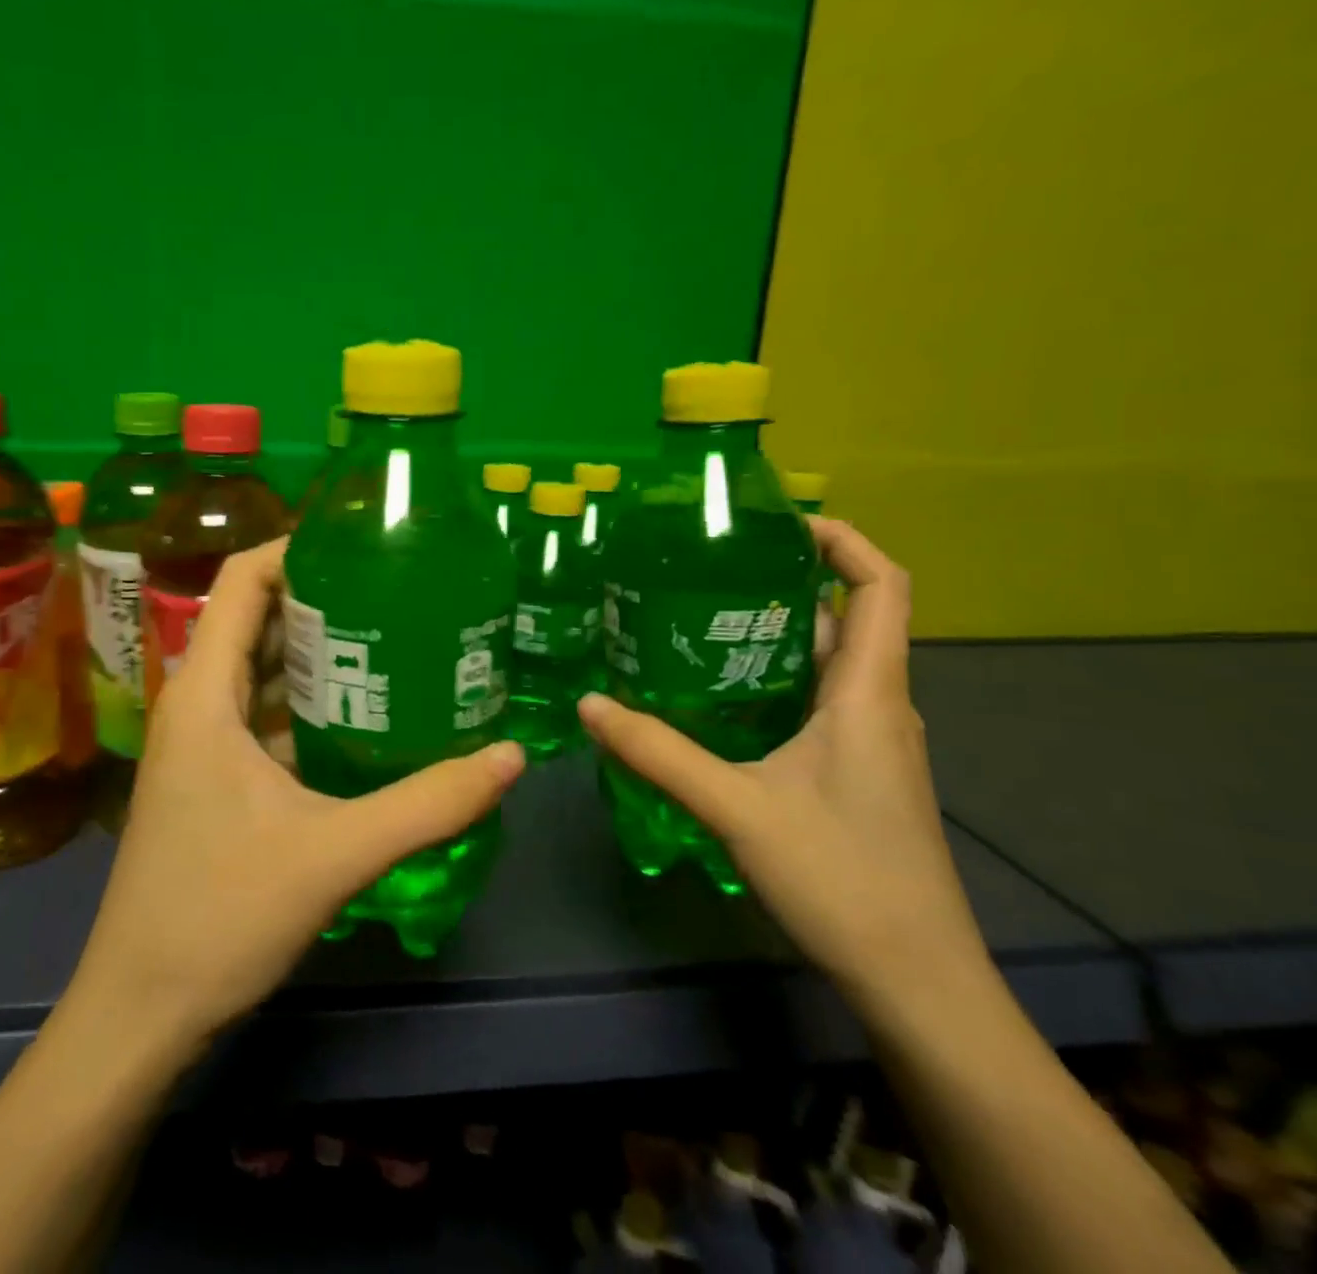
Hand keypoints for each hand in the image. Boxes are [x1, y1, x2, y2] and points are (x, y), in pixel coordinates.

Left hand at [65, 538, 525, 1057]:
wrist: (140, 1012)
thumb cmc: (220, 917)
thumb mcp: (336, 854)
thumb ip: (428, 804)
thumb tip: (511, 756)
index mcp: (204, 695)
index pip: (241, 582)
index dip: (295, 548)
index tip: (362, 543)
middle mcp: (195, 704)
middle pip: (253, 619)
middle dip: (320, 597)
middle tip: (398, 588)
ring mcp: (199, 744)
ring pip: (258, 670)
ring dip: (316, 651)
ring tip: (393, 638)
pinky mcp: (211, 779)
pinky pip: (260, 715)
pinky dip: (306, 702)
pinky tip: (363, 716)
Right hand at [579, 518, 985, 1006]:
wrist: (916, 981)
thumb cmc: (843, 879)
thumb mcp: (736, 808)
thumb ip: (658, 753)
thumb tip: (588, 705)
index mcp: (867, 693)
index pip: (881, 587)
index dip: (844, 541)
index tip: (779, 523)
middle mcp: (878, 705)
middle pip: (845, 618)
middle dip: (785, 582)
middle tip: (706, 569)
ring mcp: (870, 742)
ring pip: (826, 663)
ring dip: (773, 633)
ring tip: (696, 620)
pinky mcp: (855, 772)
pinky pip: (817, 701)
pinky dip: (772, 680)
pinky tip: (716, 697)